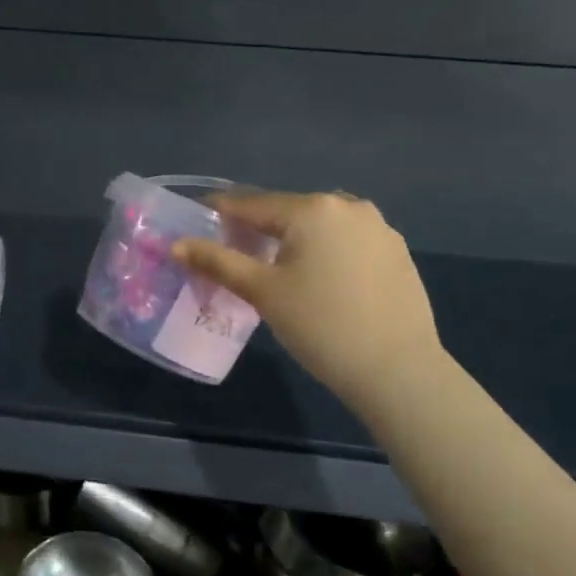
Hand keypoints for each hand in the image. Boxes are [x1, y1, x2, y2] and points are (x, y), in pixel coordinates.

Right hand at [173, 190, 446, 416]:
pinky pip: (347, 242)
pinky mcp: (397, 253)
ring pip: (319, 226)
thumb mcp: (262, 292)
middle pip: (286, 212)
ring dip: (293, 240)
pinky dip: (325, 253)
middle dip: (257, 229)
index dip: (219, 212)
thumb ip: (217, 261)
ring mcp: (379, 228)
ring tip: (276, 270)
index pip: (251, 204)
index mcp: (313, 209)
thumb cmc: (321, 325)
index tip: (195, 221)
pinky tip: (320, 283)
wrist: (399, 371)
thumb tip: (176, 244)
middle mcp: (349, 206)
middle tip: (233, 254)